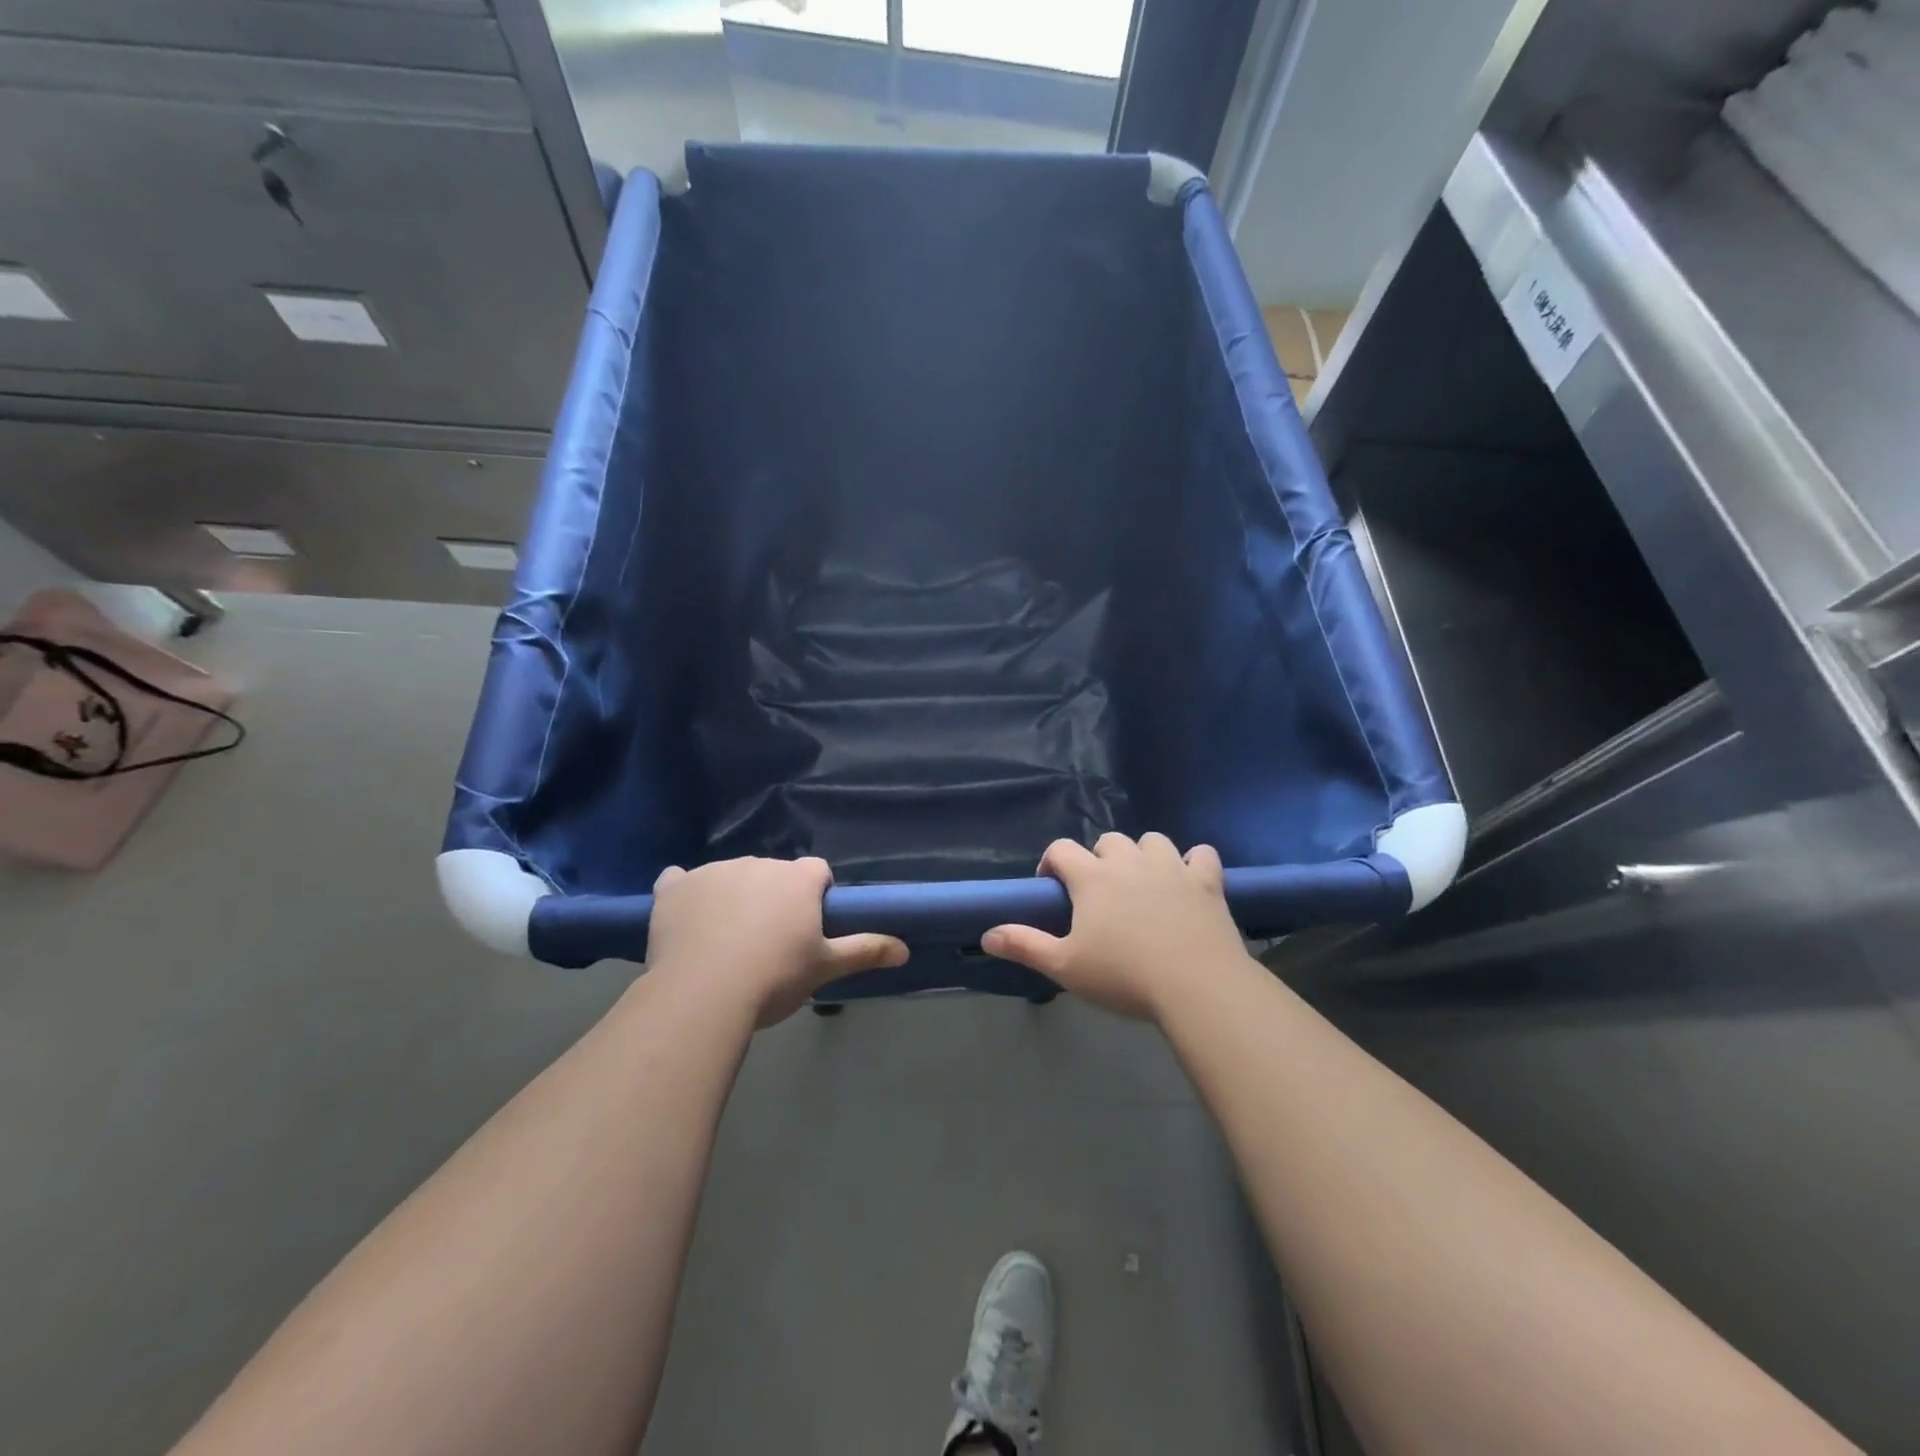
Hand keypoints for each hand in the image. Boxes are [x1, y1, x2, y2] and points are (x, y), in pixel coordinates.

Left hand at [644, 857, 907, 1026]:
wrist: (704, 994)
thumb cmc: (775, 977)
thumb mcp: (825, 967)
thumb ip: (865, 950)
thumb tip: (905, 949)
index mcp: (798, 878)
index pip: (816, 872)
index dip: (814, 896)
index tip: (806, 927)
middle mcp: (759, 863)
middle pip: (773, 873)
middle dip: (773, 898)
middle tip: (768, 942)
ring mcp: (713, 871)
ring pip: (730, 877)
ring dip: (732, 897)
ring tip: (724, 943)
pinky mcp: (674, 887)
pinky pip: (679, 880)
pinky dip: (684, 894)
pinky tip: (684, 918)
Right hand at [983, 833, 1249, 1020]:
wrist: (1197, 986)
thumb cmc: (1124, 976)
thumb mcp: (1065, 967)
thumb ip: (1025, 945)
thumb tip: (987, 934)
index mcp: (1092, 877)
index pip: (1061, 849)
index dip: (1052, 862)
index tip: (1053, 888)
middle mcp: (1130, 861)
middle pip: (1108, 841)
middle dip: (1098, 859)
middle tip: (1099, 894)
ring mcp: (1172, 868)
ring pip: (1152, 841)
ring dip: (1143, 855)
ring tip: (1142, 884)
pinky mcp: (1207, 881)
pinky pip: (1201, 855)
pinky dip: (1193, 863)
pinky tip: (1189, 881)